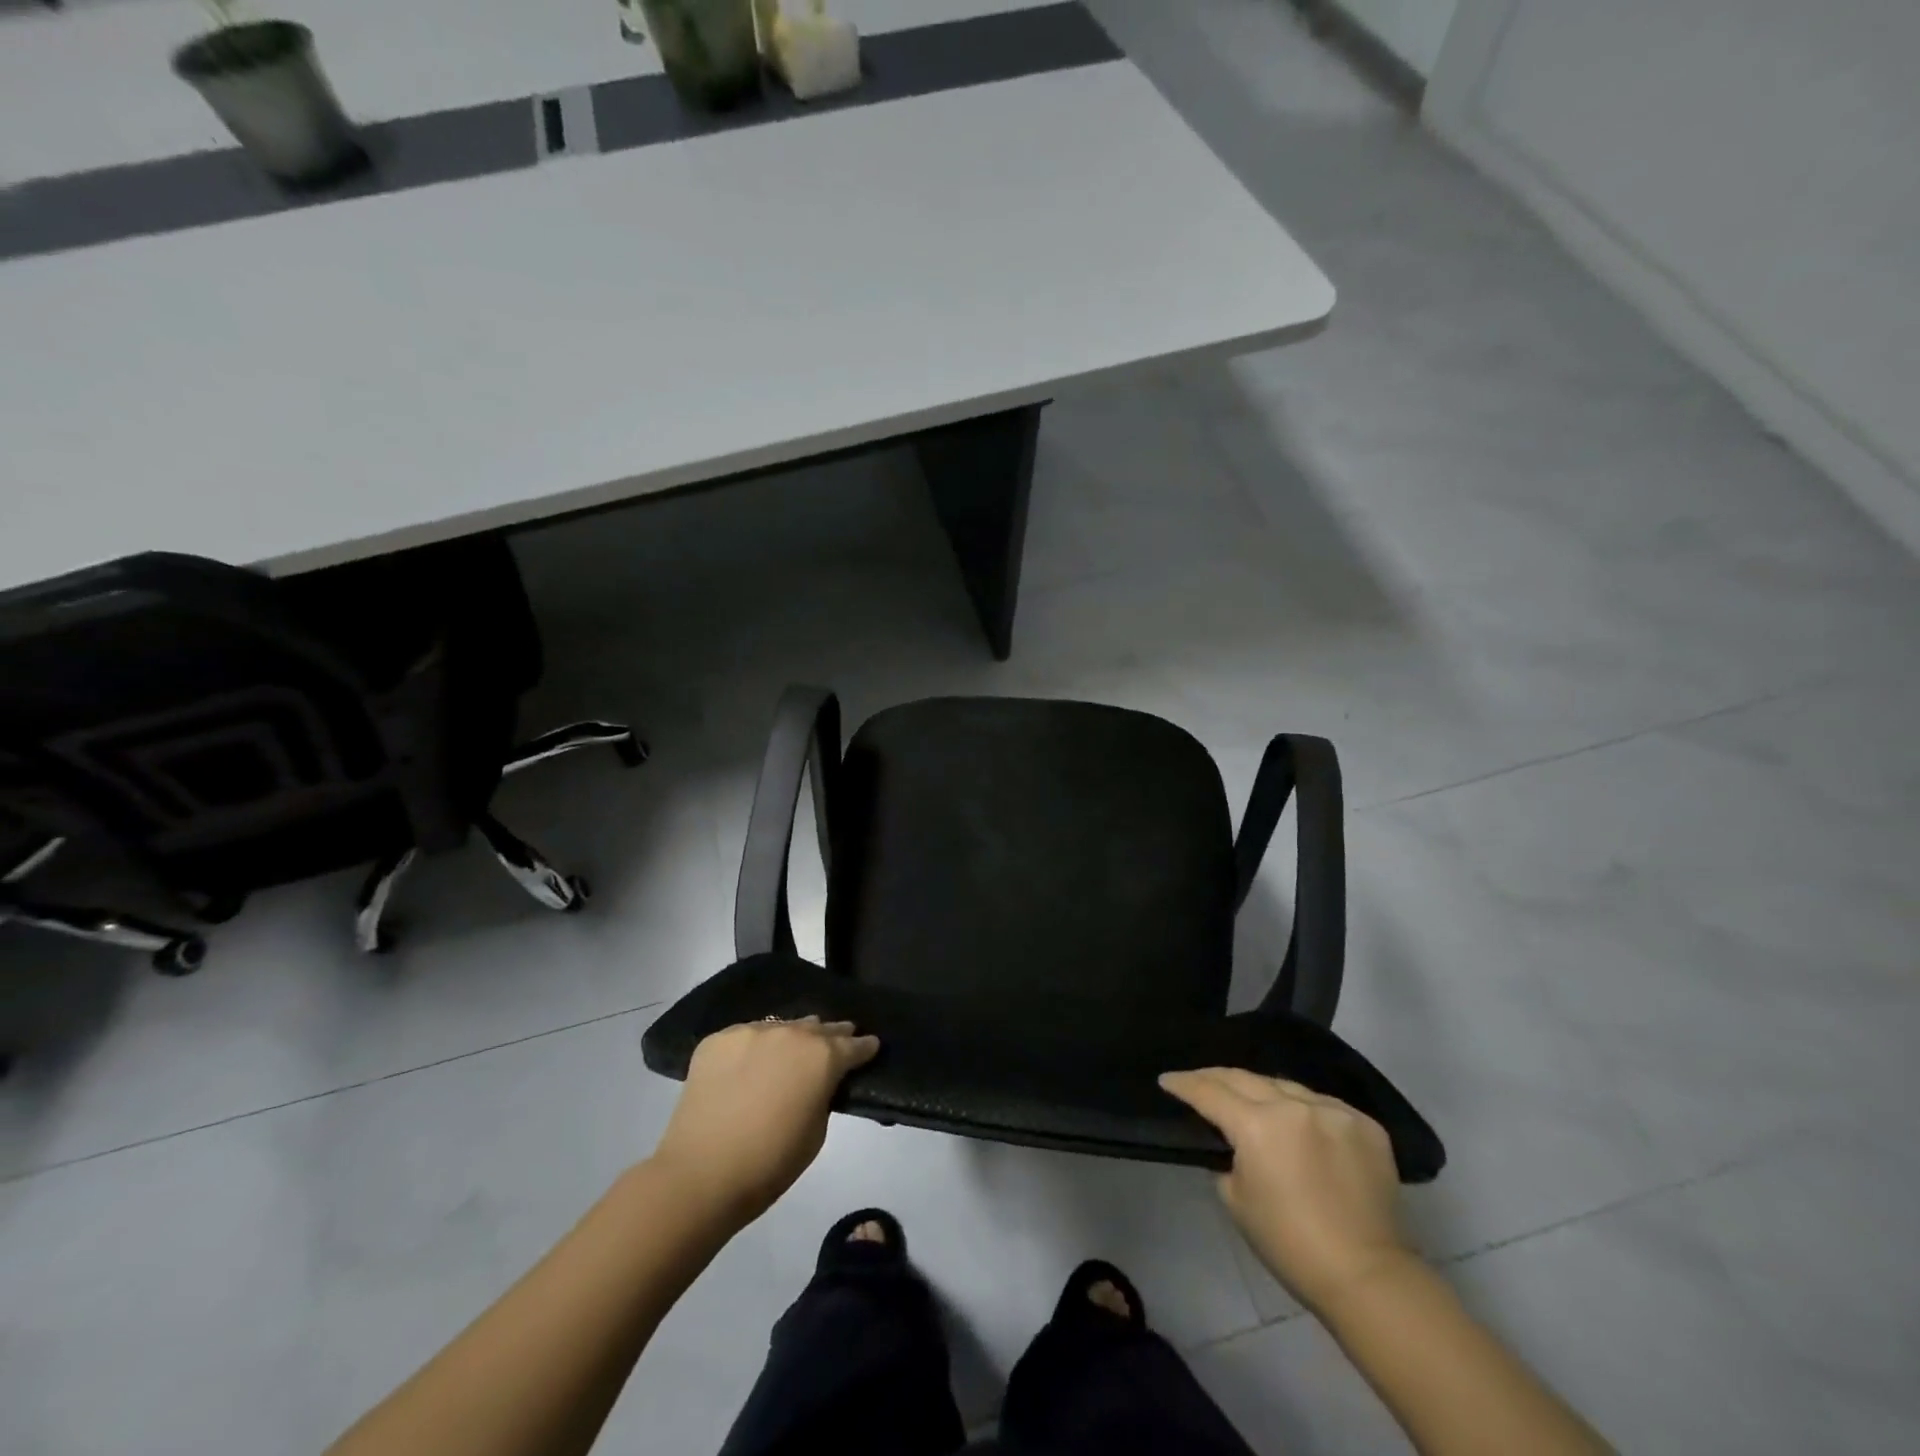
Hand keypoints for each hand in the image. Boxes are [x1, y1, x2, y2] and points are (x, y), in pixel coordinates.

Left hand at [651, 1016, 879, 1229]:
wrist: (700, 1174)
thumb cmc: (769, 1163)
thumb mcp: (817, 1132)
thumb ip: (823, 1095)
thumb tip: (818, 1081)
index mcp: (822, 1056)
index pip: (854, 1044)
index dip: (864, 1047)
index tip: (870, 1047)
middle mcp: (790, 1032)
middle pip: (819, 1027)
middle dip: (831, 1035)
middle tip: (838, 1040)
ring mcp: (751, 1031)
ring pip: (781, 1026)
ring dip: (791, 1037)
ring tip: (792, 1050)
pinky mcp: (718, 1039)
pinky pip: (746, 1037)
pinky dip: (754, 1047)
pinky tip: (750, 1064)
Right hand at [1160, 1068, 1412, 1313]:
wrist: (1367, 1277)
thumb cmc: (1290, 1244)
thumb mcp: (1236, 1199)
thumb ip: (1228, 1157)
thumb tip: (1233, 1143)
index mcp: (1257, 1125)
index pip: (1209, 1092)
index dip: (1184, 1084)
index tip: (1167, 1080)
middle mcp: (1294, 1106)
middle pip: (1244, 1079)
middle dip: (1215, 1078)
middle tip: (1197, 1080)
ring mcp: (1334, 1111)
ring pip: (1285, 1086)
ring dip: (1262, 1092)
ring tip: (1249, 1099)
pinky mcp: (1365, 1125)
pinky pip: (1322, 1105)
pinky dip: (1304, 1110)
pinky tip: (1299, 1123)